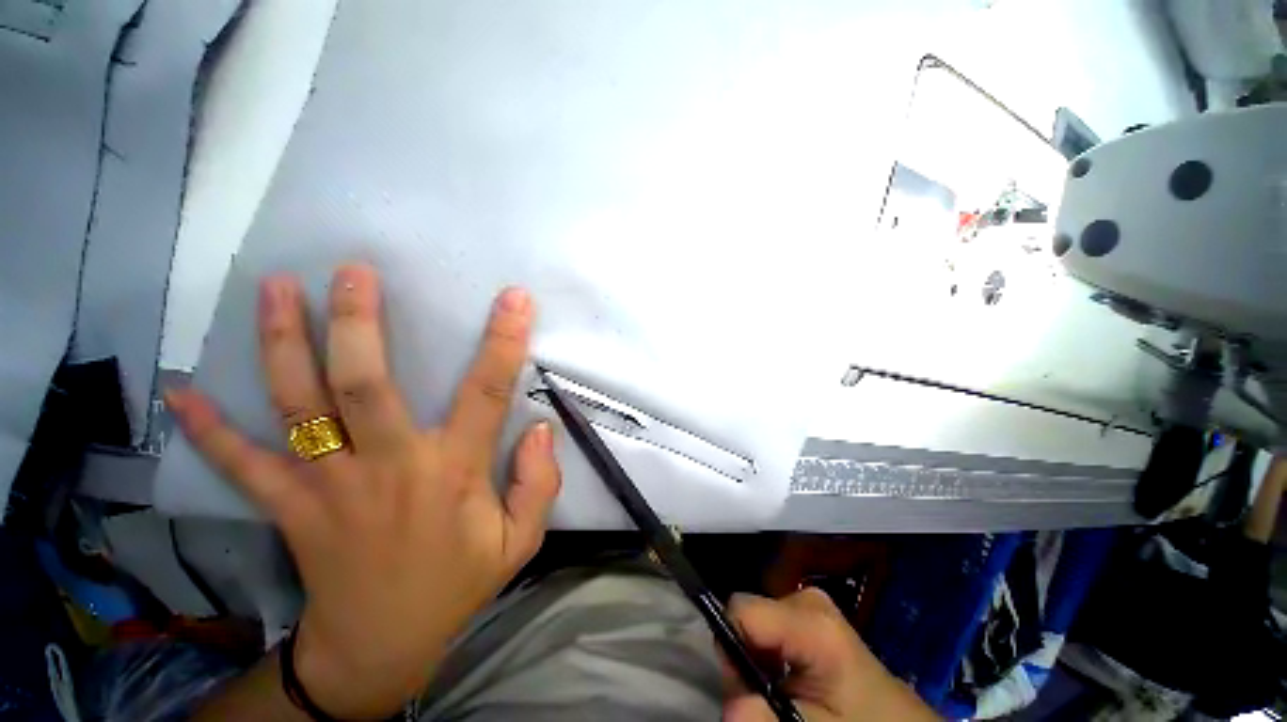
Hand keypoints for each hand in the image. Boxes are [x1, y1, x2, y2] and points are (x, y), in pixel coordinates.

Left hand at [167, 264, 560, 718]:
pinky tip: (180, 392)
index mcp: (452, 474)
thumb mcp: (520, 541)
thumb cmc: (456, 584)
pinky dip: (208, 428)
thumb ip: (540, 483)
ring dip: (285, 344)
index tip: (513, 299)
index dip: (502, 343)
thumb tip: (542, 429)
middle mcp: (388, 468)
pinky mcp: (288, 507)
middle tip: (354, 272)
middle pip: (365, 386)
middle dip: (359, 323)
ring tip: (276, 287)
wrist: (380, 646)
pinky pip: (242, 463)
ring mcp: (327, 486)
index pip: (485, 394)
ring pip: (299, 407)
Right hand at [723, 589, 937, 721]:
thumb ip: (766, 714)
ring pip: (755, 624)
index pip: (740, 610)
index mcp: (811, 619)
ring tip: (785, 694)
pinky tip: (791, 682)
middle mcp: (807, 598)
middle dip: (746, 659)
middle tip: (771, 699)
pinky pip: (769, 628)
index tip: (746, 688)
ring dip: (757, 662)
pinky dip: (770, 657)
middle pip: (748, 617)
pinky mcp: (810, 613)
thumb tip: (729, 706)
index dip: (732, 649)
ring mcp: (809, 603)